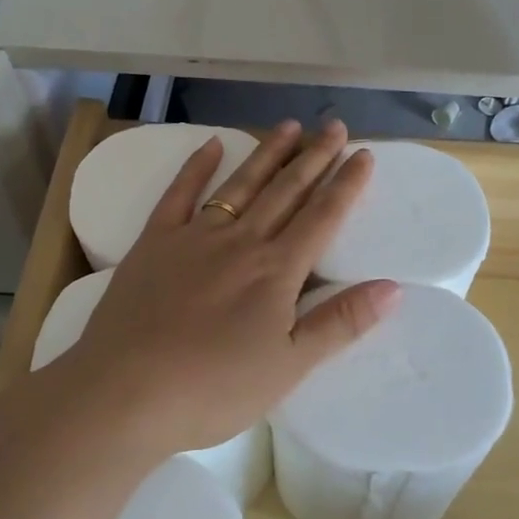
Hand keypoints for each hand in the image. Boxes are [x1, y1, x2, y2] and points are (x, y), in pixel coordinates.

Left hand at [58, 119, 399, 459]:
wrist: (125, 392)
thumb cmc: (214, 389)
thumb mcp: (289, 366)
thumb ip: (340, 323)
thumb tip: (393, 287)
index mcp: (277, 271)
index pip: (322, 217)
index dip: (346, 185)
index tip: (364, 154)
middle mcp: (241, 242)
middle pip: (286, 191)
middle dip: (314, 157)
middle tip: (334, 126)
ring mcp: (195, 237)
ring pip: (241, 185)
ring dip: (267, 153)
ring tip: (289, 126)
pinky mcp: (155, 243)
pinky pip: (180, 194)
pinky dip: (197, 167)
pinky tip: (212, 145)